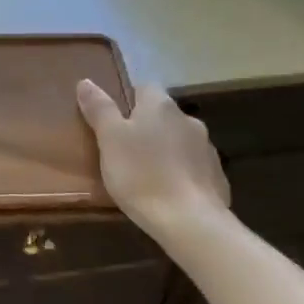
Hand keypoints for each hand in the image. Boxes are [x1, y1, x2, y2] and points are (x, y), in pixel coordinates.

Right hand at [77, 80, 230, 235]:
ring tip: (146, 174)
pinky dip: (180, 173)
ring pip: (179, 140)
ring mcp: (207, 148)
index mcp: (160, 105)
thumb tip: (86, 81)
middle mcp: (187, 119)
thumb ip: (99, 109)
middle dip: (146, 127)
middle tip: (123, 150)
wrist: (190, 221)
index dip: (126, 101)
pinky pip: (193, 167)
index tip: (112, 121)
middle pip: (162, 115)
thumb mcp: (109, 140)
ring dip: (165, 150)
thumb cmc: (141, 174)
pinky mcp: (217, 176)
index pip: (143, 88)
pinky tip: (167, 192)